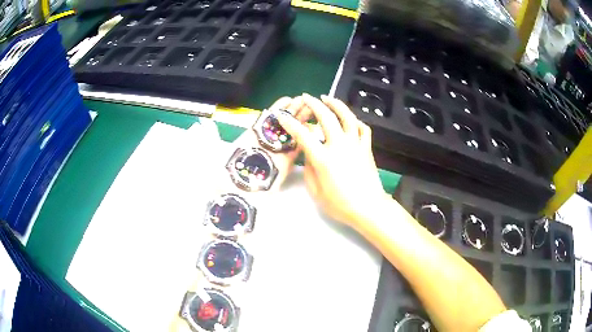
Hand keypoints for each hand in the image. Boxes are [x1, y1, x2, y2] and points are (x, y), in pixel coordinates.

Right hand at [277, 94, 388, 228]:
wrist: (368, 207)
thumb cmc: (340, 204)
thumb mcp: (316, 192)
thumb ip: (309, 170)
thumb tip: (309, 155)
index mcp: (323, 158)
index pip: (303, 135)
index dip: (291, 123)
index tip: (283, 116)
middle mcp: (339, 145)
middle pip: (326, 117)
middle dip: (314, 104)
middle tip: (306, 97)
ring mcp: (355, 144)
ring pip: (347, 117)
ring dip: (336, 104)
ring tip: (328, 98)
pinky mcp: (366, 148)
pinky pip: (363, 128)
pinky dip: (356, 121)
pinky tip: (351, 119)